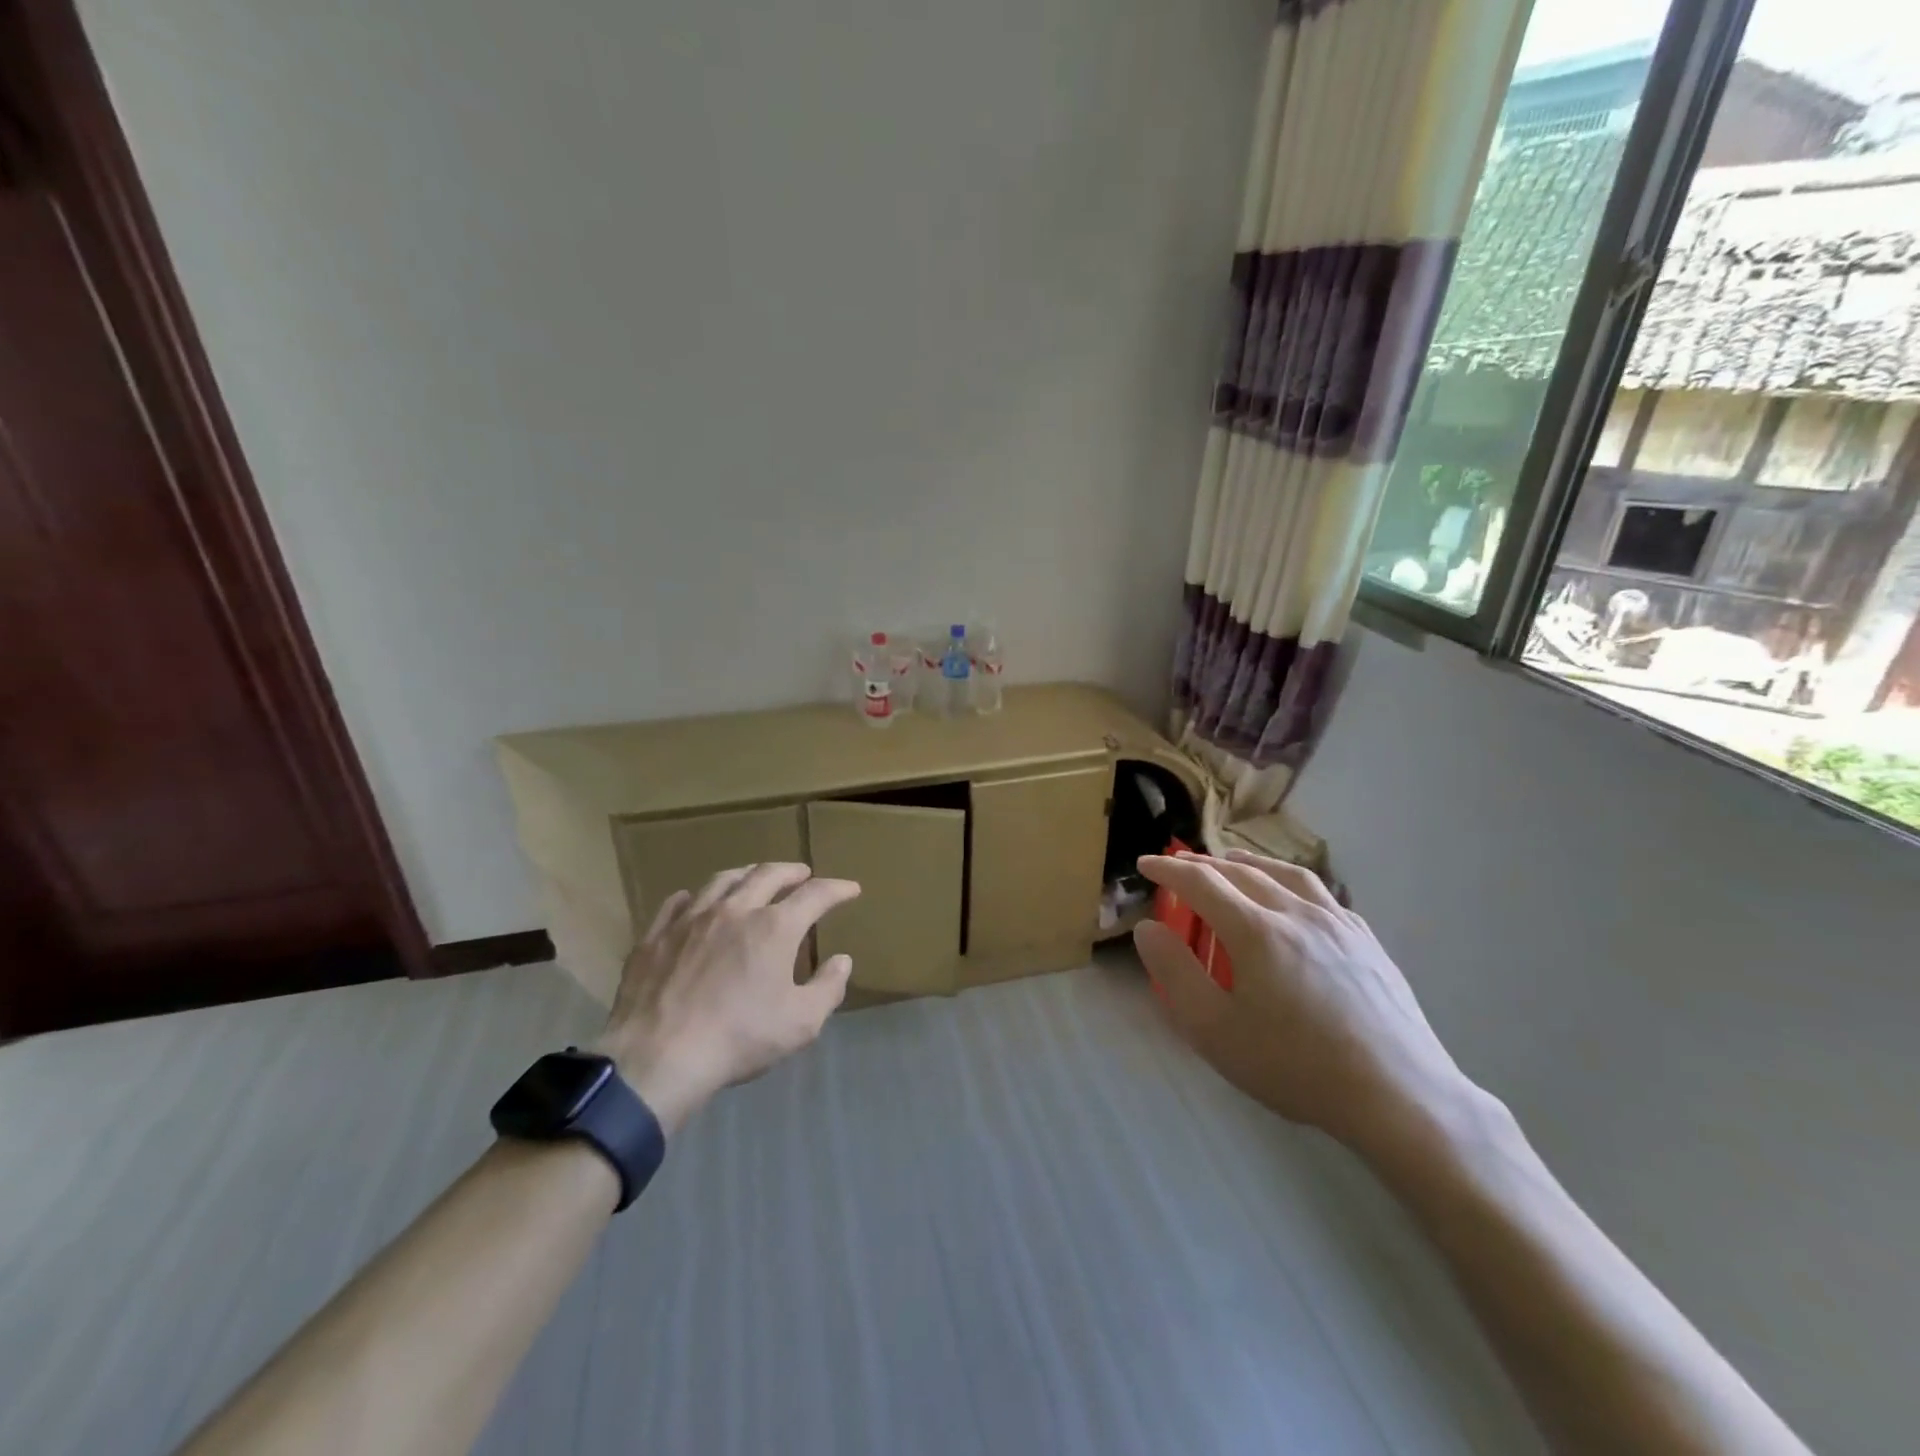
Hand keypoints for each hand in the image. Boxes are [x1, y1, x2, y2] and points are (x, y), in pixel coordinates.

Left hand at [593, 863, 860, 1134]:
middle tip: (802, 873)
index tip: (851, 889)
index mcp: (774, 928)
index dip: (837, 889)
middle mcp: (735, 910)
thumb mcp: (801, 1023)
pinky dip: (693, 896)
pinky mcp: (656, 936)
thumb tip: (842, 960)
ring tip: (754, 876)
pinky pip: (676, 903)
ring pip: (722, 880)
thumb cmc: (738, 1039)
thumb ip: (828, 988)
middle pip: (767, 874)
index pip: (815, 895)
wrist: (658, 1058)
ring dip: (746, 873)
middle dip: (791, 870)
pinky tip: (694, 900)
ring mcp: (690, 919)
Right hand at [1133, 850, 1475, 1158]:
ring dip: (1249, 863)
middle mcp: (1296, 912)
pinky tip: (1291, 897)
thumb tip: (1148, 928)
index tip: (1145, 865)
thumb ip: (1175, 973)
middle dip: (1202, 864)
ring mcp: (1337, 923)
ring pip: (1285, 874)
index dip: (1168, 870)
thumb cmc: (1296, 1067)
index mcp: (1256, 931)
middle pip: (1241, 872)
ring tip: (1231, 863)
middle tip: (1178, 865)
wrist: (1398, 1096)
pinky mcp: (1366, 940)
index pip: (1201, 883)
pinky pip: (1320, 894)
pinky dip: (1289, 881)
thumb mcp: (1215, 1030)